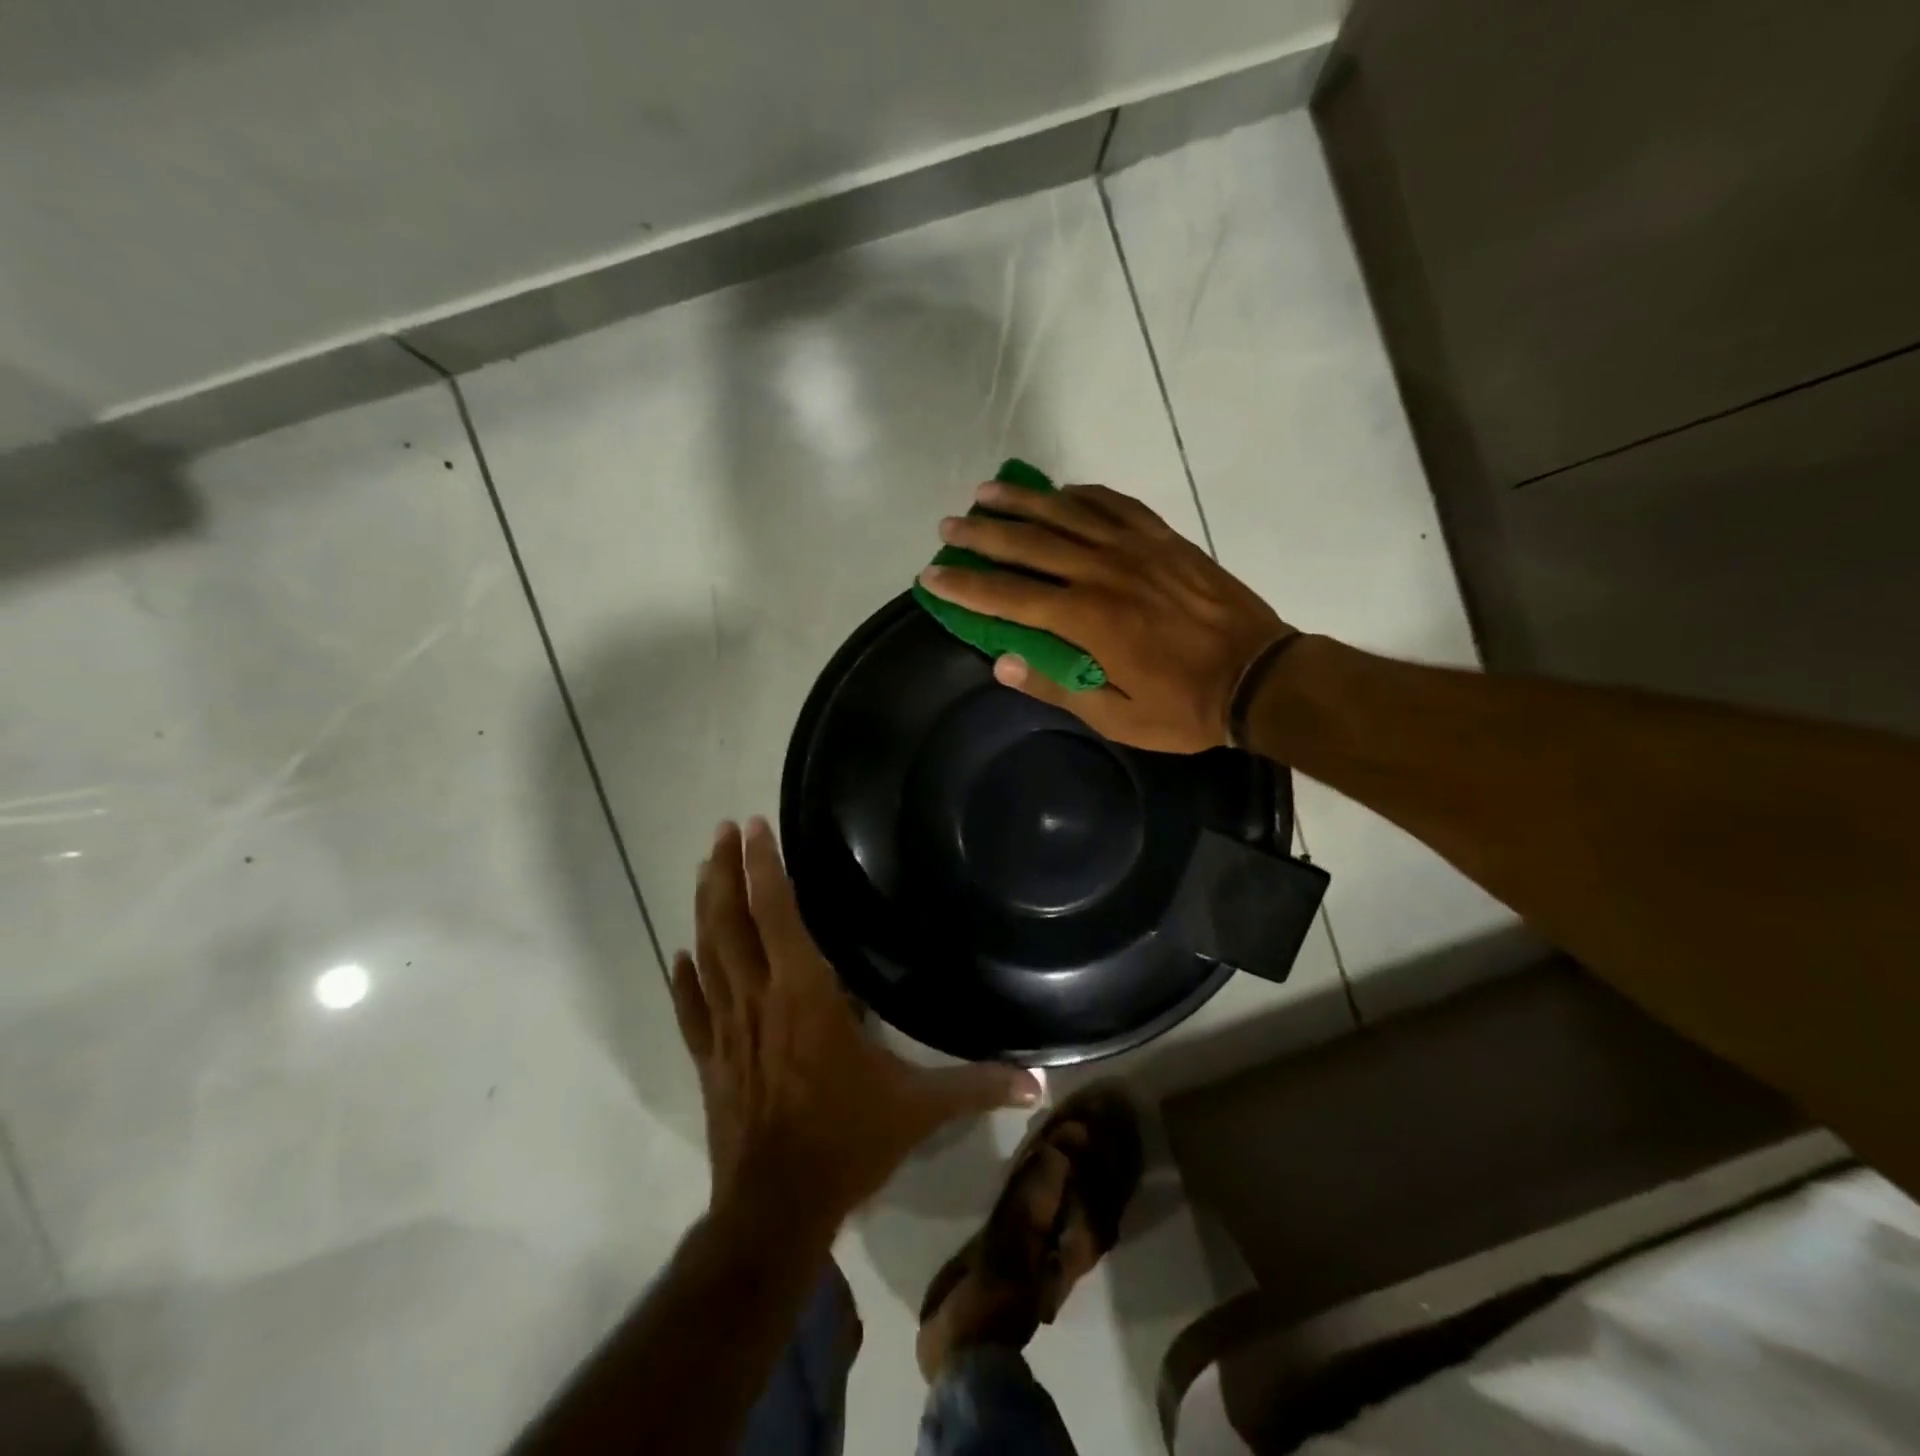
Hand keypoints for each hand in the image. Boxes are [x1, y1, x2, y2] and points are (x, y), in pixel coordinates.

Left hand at [670, 818, 1042, 1230]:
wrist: (775, 1211)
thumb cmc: (846, 1142)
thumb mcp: (919, 1110)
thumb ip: (977, 1086)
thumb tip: (1039, 1081)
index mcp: (805, 994)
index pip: (777, 914)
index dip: (764, 868)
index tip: (752, 827)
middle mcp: (759, 999)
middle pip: (731, 923)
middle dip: (725, 873)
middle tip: (721, 831)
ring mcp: (728, 1030)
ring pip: (707, 955)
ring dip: (704, 909)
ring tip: (704, 870)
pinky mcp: (710, 1061)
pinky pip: (691, 1010)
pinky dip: (684, 980)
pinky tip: (679, 956)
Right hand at [918, 481, 1293, 752]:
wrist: (1258, 677)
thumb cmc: (1184, 707)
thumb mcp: (1116, 717)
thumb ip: (1057, 687)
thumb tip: (1003, 663)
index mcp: (1086, 620)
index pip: (1008, 597)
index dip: (965, 586)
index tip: (931, 575)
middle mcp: (1102, 572)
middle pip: (1028, 545)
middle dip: (981, 535)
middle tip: (948, 527)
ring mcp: (1135, 548)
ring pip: (1066, 514)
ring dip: (1022, 502)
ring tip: (986, 493)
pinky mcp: (1163, 538)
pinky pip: (1114, 504)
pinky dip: (1082, 494)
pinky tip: (1061, 491)